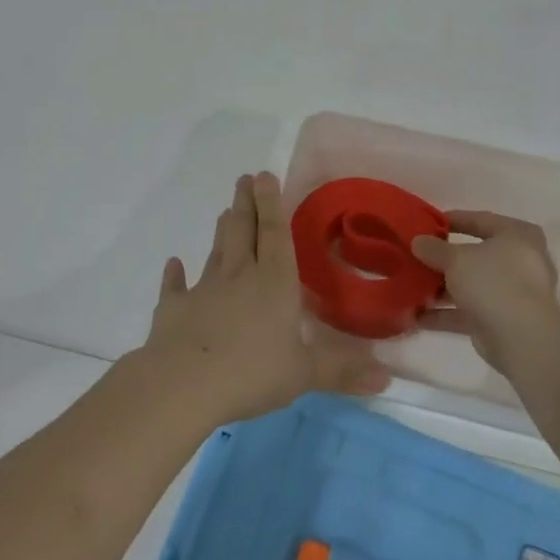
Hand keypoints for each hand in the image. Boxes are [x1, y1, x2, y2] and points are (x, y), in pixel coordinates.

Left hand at [139, 173, 390, 423]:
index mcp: (274, 282)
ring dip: (222, 231)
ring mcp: (203, 290)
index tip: (265, 175)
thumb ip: (342, 370)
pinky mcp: (173, 309)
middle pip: (243, 231)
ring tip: (226, 212)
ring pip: (216, 252)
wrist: (183, 384)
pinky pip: (175, 287)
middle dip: (246, 204)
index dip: (272, 203)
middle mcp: (239, 276)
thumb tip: (387, 378)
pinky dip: (175, 275)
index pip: (275, 234)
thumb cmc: (252, 373)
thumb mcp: (304, 374)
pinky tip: (174, 263)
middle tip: (244, 178)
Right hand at [411, 212, 559, 376]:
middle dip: (444, 260)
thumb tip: (418, 241)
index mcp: (517, 235)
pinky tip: (417, 316)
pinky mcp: (502, 321)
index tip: (428, 223)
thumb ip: (435, 248)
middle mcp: (519, 262)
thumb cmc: (492, 281)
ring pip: (471, 286)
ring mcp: (512, 294)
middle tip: (417, 257)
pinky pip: (469, 312)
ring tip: (411, 287)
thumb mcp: (456, 258)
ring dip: (442, 289)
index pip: (482, 220)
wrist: (520, 336)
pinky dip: (445, 314)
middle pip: (475, 256)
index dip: (454, 220)